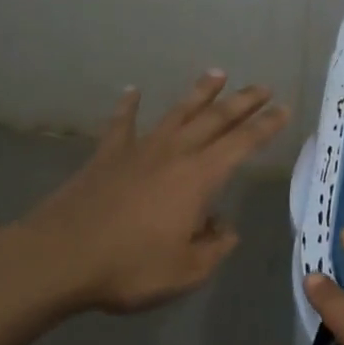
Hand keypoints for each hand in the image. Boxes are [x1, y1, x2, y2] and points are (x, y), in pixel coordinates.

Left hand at [8, 72, 289, 313]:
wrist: (60, 257)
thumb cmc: (129, 266)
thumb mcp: (186, 271)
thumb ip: (214, 247)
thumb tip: (223, 227)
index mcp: (199, 177)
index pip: (242, 143)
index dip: (266, 126)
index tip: (284, 109)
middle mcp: (174, 153)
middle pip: (216, 119)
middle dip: (243, 101)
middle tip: (262, 87)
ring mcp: (139, 149)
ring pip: (176, 112)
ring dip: (199, 93)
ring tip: (217, 73)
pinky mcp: (107, 155)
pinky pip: (122, 124)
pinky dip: (128, 106)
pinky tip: (132, 91)